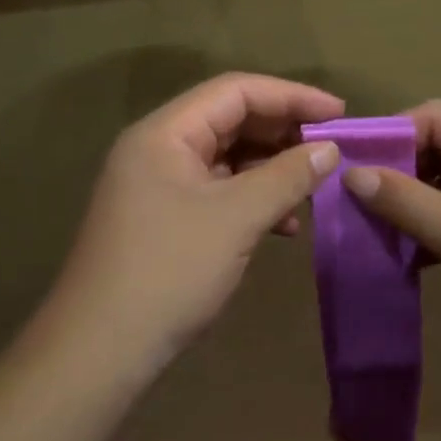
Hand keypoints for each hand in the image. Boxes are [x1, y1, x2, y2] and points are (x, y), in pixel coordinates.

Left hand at [49, 73, 344, 365]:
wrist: (102, 349)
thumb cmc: (169, 270)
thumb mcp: (236, 218)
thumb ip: (286, 176)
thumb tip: (330, 150)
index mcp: (164, 133)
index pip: (235, 91)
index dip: (291, 96)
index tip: (339, 114)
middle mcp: (158, 149)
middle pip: (230, 121)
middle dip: (283, 133)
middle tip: (332, 150)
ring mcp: (158, 186)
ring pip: (226, 160)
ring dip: (272, 170)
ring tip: (315, 186)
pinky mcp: (165, 220)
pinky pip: (217, 193)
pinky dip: (253, 201)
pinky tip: (285, 225)